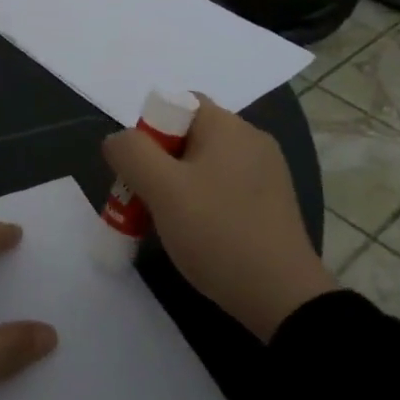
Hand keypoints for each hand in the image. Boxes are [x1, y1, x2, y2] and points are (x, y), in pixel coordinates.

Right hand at [103, 97, 334, 341]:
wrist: (282, 297)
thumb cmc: (217, 233)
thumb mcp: (163, 190)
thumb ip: (132, 154)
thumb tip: (118, 140)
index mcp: (228, 127)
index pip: (179, 103)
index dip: (149, 130)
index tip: (138, 170)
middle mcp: (251, 140)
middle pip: (189, 135)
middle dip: (158, 163)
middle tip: (142, 200)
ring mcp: (266, 173)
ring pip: (204, 165)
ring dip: (177, 187)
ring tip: (163, 222)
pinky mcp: (270, 204)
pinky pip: (224, 189)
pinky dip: (202, 203)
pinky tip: (195, 234)